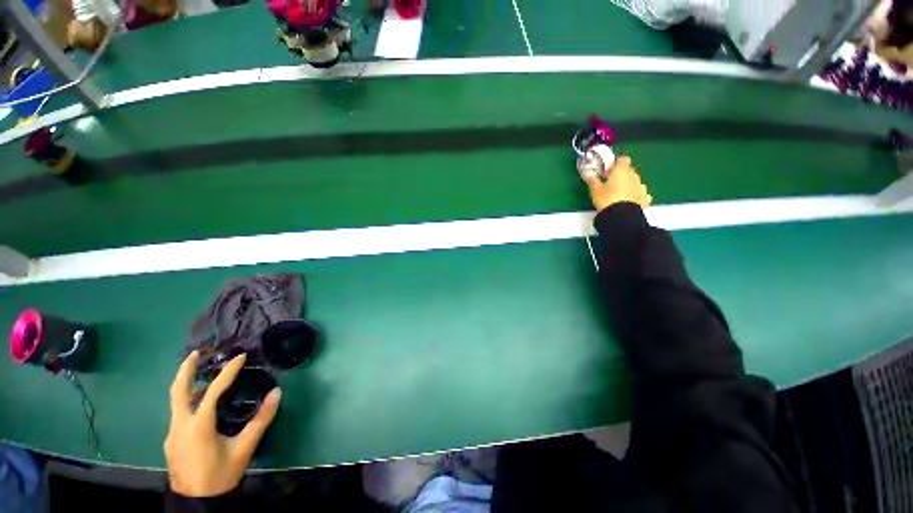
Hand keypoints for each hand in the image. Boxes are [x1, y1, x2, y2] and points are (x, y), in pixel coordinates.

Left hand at [164, 351, 280, 496]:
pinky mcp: (171, 440)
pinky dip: (188, 399)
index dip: (228, 371)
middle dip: (185, 369)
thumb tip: (277, 392)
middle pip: (178, 391)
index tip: (240, 356)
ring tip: (201, 371)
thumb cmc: (221, 474)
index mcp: (198, 426)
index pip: (213, 391)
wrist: (196, 502)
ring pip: (176, 402)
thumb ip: (261, 419)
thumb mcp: (244, 447)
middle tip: (196, 353)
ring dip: (187, 383)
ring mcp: (172, 433)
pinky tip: (200, 402)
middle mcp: (180, 425)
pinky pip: (179, 413)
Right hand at [581, 155, 652, 211]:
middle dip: (621, 174)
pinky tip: (629, 200)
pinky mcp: (645, 198)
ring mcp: (641, 186)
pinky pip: (641, 193)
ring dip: (628, 184)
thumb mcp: (595, 190)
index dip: (616, 164)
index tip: (608, 171)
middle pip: (629, 170)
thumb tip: (586, 173)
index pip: (623, 159)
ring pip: (635, 181)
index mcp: (621, 170)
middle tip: (610, 184)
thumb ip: (592, 180)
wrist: (620, 216)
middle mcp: (633, 175)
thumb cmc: (606, 199)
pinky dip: (636, 195)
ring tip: (619, 194)